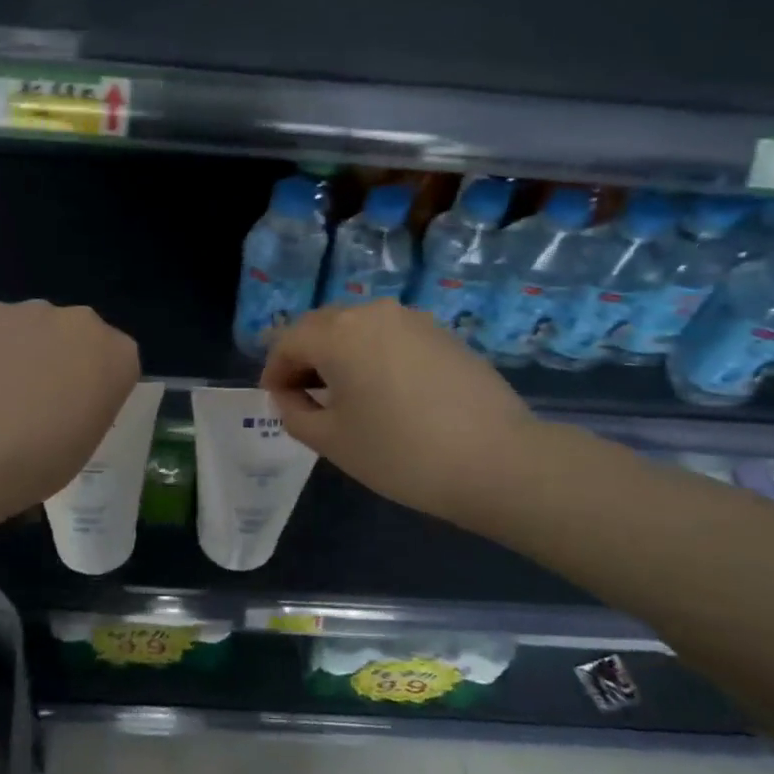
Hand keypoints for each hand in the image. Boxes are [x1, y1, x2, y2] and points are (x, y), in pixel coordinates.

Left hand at [0, 301, 140, 537]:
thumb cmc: (35, 463)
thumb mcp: (86, 441)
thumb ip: (91, 403)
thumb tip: (70, 393)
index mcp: (118, 356)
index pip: (116, 361)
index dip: (96, 385)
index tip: (77, 410)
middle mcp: (81, 321)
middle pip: (78, 336)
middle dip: (64, 358)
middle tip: (37, 400)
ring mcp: (30, 311)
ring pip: (36, 328)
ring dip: (26, 349)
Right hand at [261, 300, 539, 532]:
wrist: (498, 461)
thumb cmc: (401, 453)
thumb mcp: (332, 441)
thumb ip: (295, 413)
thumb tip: (290, 396)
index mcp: (339, 332)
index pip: (288, 341)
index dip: (274, 371)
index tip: (277, 402)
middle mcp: (373, 312)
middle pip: (322, 327)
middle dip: (305, 358)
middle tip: (304, 397)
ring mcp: (413, 319)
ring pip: (358, 328)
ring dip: (340, 354)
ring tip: (345, 396)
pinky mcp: (443, 334)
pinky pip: (391, 336)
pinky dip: (374, 355)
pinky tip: (386, 392)